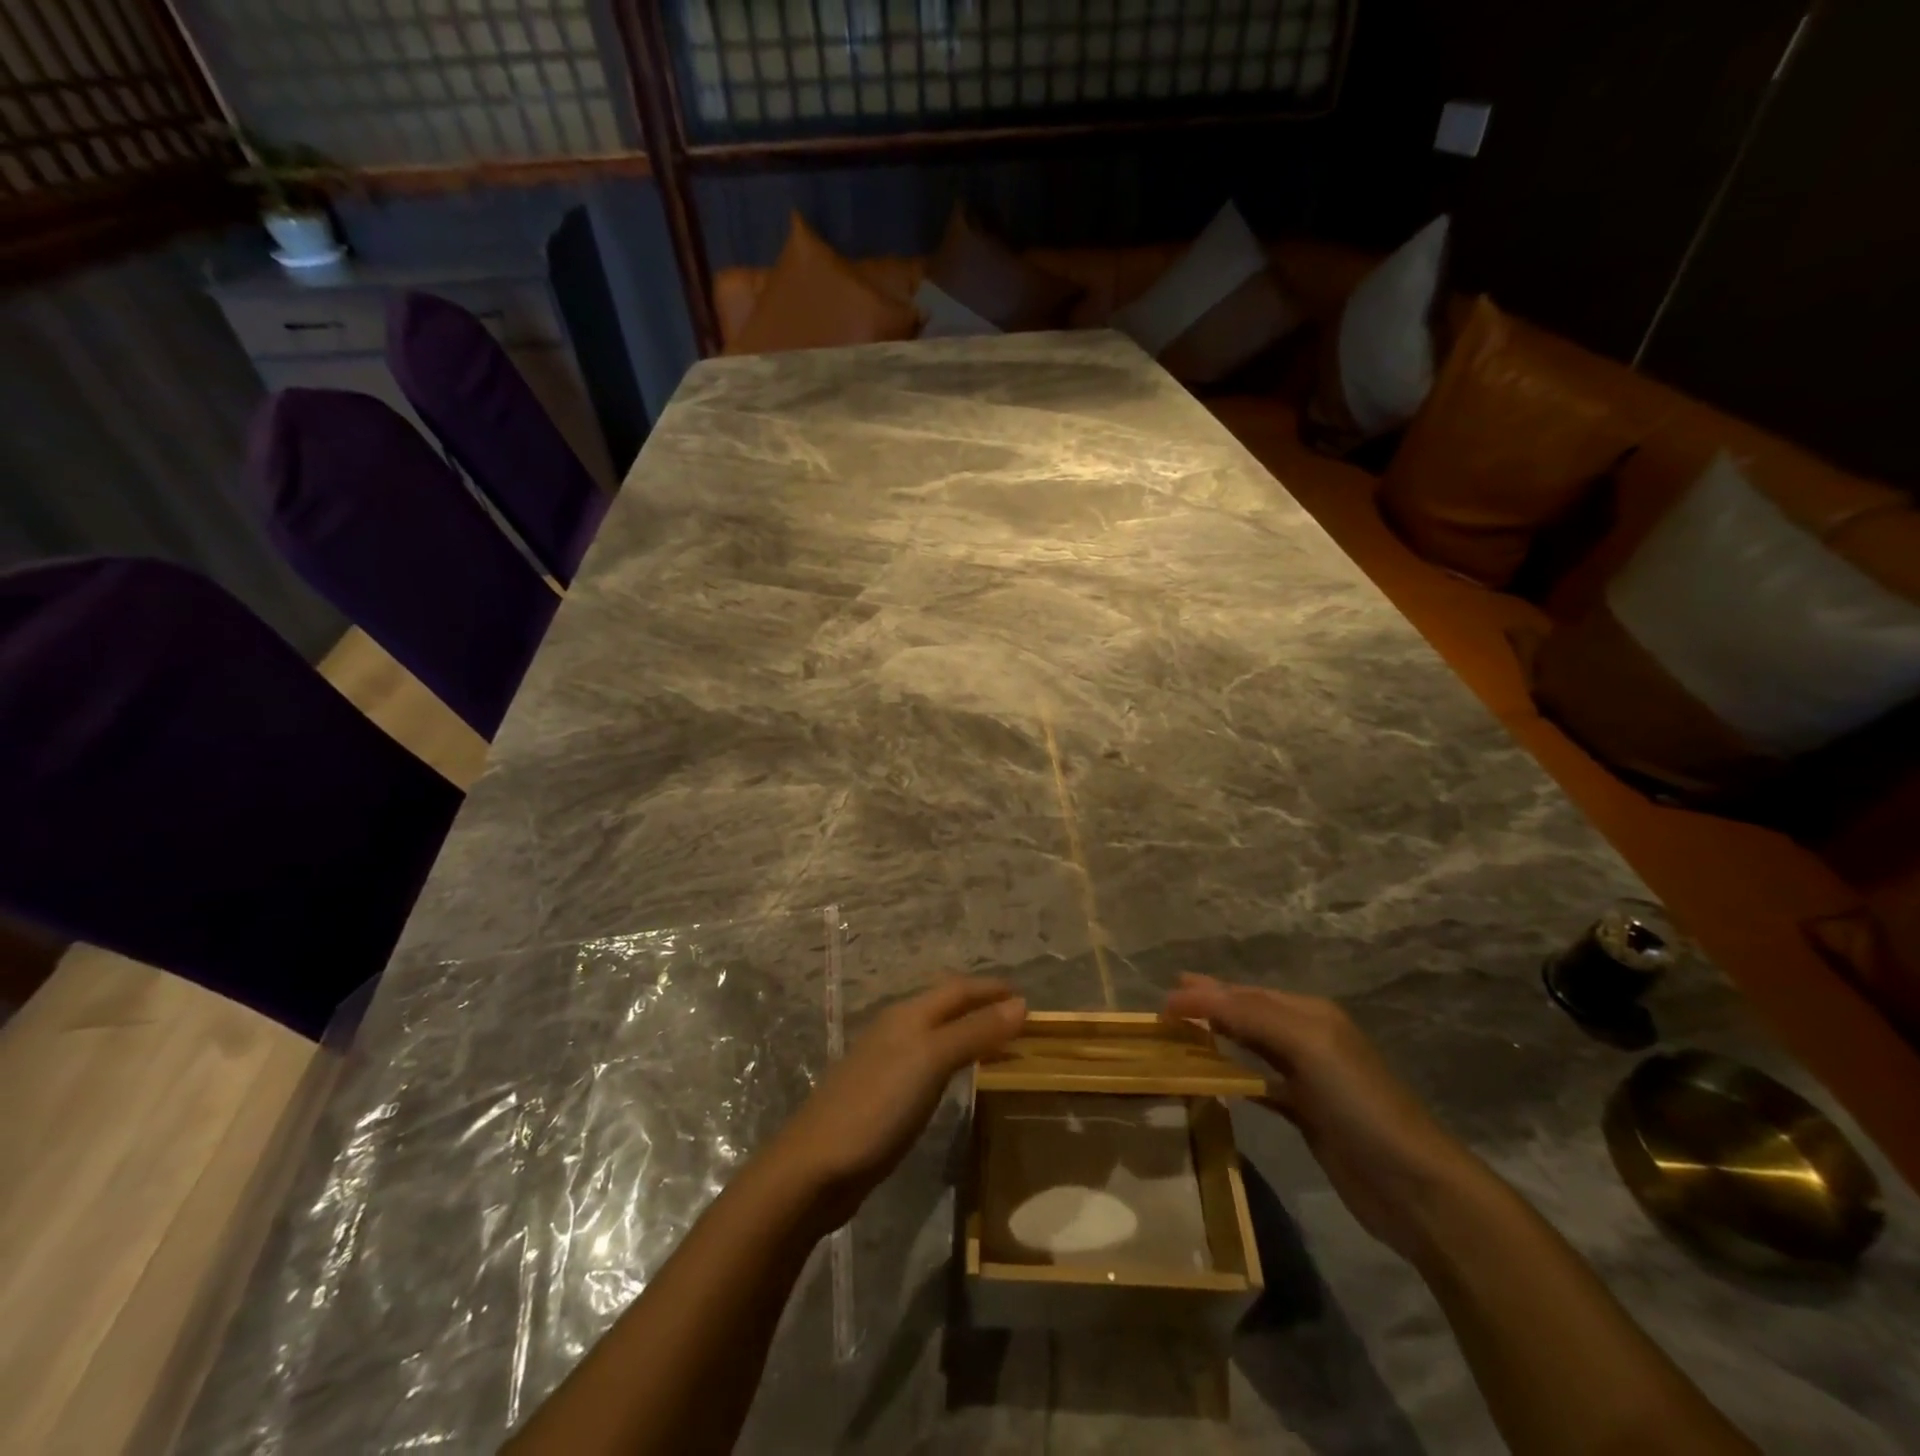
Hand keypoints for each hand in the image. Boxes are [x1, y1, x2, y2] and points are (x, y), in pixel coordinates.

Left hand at [768, 977, 1026, 1232]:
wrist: (816, 1166)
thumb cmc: (878, 1106)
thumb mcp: (931, 1062)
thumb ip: (974, 1032)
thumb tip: (1021, 1004)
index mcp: (908, 1015)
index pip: (957, 988)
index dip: (991, 988)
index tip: (1026, 997)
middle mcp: (896, 1029)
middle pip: (945, 1005)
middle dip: (980, 1005)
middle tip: (1018, 1018)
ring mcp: (885, 1061)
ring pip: (936, 1032)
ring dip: (968, 1031)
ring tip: (998, 1043)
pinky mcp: (881, 1093)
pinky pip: (928, 1061)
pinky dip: (953, 1058)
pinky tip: (958, 1077)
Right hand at [1164, 974, 1485, 1263]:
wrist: (1414, 1186)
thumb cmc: (1359, 1103)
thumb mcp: (1306, 1044)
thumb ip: (1249, 1015)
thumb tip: (1190, 995)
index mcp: (1310, 1014)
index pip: (1246, 994)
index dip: (1206, 994)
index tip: (1163, 1001)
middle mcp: (1308, 1039)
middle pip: (1248, 1014)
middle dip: (1210, 1006)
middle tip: (1168, 1004)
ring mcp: (1308, 1079)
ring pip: (1251, 1046)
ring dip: (1218, 1037)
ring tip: (1183, 1034)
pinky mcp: (1306, 1116)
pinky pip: (1259, 1084)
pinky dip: (1234, 1075)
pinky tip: (1215, 1080)